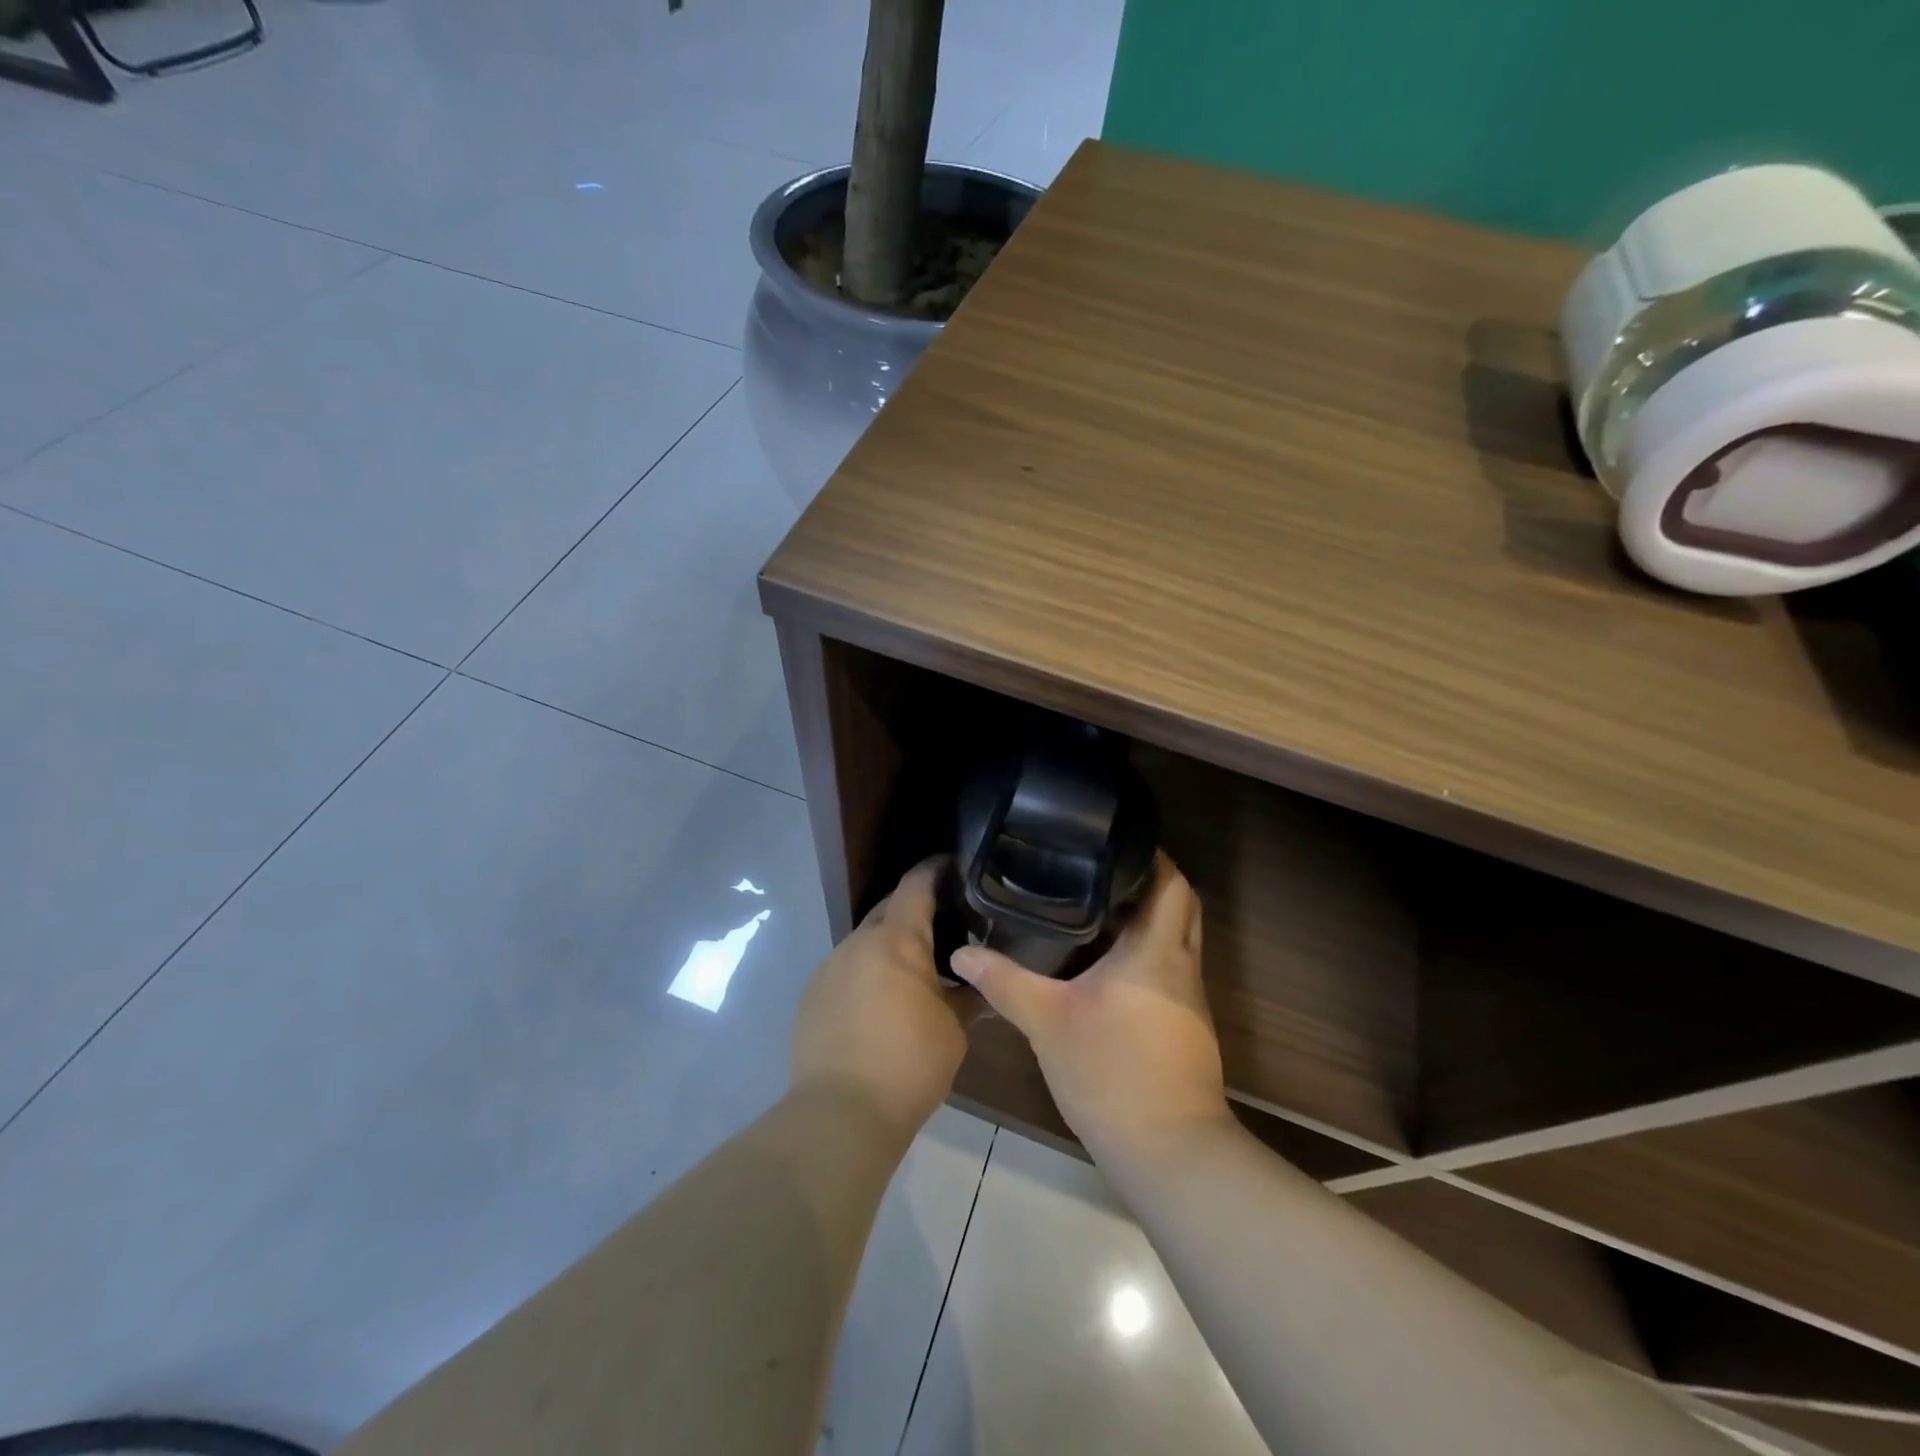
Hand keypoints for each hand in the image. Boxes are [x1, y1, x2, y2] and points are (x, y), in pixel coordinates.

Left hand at [790, 858, 969, 1141]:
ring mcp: (829, 968)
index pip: (915, 886)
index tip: (952, 863)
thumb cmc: (909, 1064)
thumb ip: (968, 997)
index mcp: (896, 940)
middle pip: (887, 910)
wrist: (840, 1113)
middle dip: (913, 909)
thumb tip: (982, 986)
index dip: (934, 869)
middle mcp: (857, 943)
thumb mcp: (954, 1030)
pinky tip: (881, 1002)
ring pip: (864, 942)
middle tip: (944, 921)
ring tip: (914, 967)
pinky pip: (846, 970)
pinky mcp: (811, 997)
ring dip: (889, 946)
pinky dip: (867, 973)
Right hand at [950, 853, 1229, 1164]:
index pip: (1173, 883)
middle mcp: (1182, 965)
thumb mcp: (1047, 1021)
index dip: (1154, 856)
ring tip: (1094, 906)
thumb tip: (961, 952)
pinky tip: (1104, 964)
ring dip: (1146, 919)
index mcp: (1157, 950)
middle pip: (1181, 905)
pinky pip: (1169, 970)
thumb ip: (1003, 981)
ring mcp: (1189, 998)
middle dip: (1150, 882)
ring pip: (1176, 939)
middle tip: (1100, 870)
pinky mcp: (1186, 1026)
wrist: (1169, 1151)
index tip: (1117, 840)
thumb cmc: (1111, 1071)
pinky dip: (1145, 953)